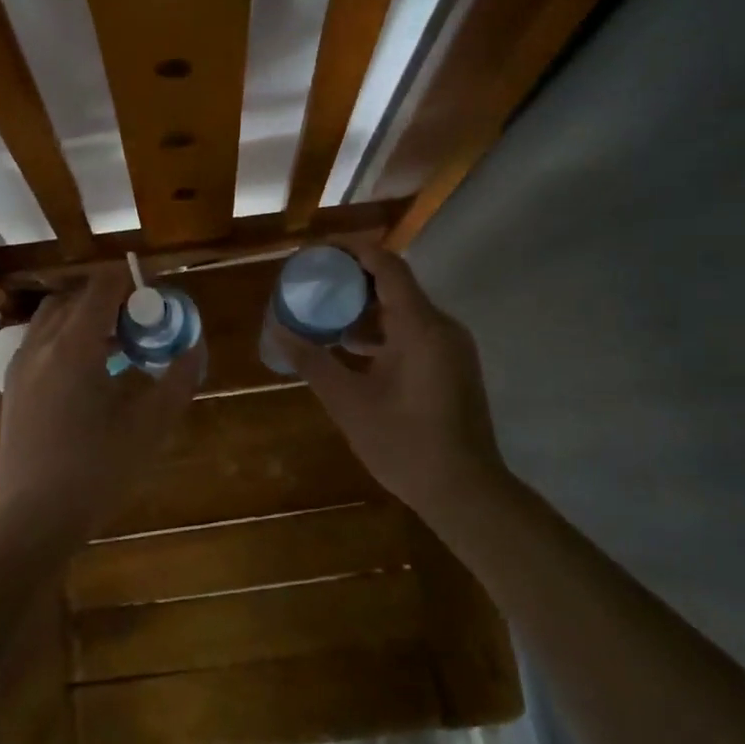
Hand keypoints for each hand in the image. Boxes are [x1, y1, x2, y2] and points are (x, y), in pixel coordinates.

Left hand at [0, 271, 203, 550]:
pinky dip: (64, 337)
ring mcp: (21, 364)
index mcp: (74, 345)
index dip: (131, 281)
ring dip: (84, 317)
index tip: (154, 296)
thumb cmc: (96, 469)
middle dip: (109, 299)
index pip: (102, 287)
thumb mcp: (150, 426)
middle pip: (75, 298)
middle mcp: (41, 344)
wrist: (31, 517)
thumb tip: (195, 347)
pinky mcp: (12, 386)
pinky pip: (39, 341)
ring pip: (53, 318)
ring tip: (114, 346)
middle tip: (139, 322)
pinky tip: (86, 373)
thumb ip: (178, 380)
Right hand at [272, 247, 504, 518]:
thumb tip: (277, 331)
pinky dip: (382, 330)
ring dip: (366, 307)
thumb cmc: (406, 446)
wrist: (467, 493)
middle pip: (395, 283)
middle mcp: (442, 326)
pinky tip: (352, 349)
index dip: (352, 250)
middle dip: (352, 279)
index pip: (386, 265)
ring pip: (404, 309)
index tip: (317, 252)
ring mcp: (451, 346)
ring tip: (325, 314)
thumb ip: (312, 362)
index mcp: (420, 327)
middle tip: (314, 283)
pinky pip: (414, 331)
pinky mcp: (453, 365)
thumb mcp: (349, 403)